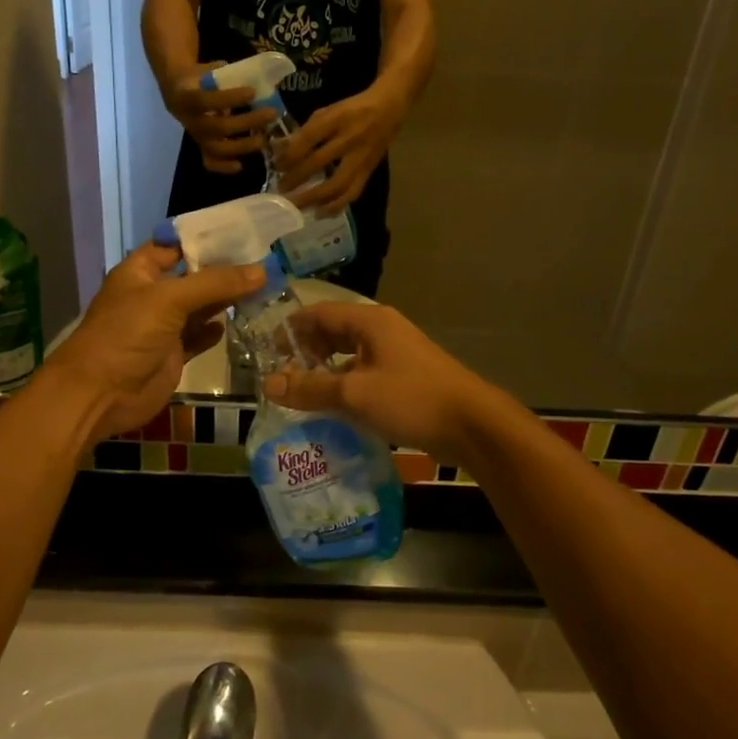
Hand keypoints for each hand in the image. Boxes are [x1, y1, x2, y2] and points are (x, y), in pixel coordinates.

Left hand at [49, 244, 263, 438]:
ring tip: (264, 288)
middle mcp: (152, 295)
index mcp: (141, 272)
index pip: (176, 245)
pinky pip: (199, 336)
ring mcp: (162, 326)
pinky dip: (215, 330)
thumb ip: (215, 284)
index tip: (244, 232)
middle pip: (194, 276)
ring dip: (226, 300)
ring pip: (200, 307)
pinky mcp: (172, 354)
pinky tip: (238, 321)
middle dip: (224, 270)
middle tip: (266, 261)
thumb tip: (262, 271)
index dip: (206, 239)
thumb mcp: (169, 300)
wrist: (99, 395)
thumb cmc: (126, 335)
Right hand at [163, 65, 275, 174]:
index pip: (207, 100)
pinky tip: (241, 165)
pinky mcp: (201, 147)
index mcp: (187, 98)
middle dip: (247, 122)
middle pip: (218, 127)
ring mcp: (196, 137)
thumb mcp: (208, 70)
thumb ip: (226, 74)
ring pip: (217, 148)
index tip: (253, 92)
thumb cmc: (199, 78)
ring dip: (242, 146)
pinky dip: (224, 167)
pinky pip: (209, 162)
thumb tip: (257, 75)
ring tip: (263, 140)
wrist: (178, 92)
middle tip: (271, 114)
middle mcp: (191, 121)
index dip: (230, 98)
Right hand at [261, 304, 498, 465]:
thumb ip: (310, 388)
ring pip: (349, 355)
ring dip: (324, 371)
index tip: (266, 350)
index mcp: (370, 322)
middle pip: (333, 332)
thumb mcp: (355, 394)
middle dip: (305, 351)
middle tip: (279, 375)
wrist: (472, 424)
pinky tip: (333, 407)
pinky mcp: (405, 377)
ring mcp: (396, 353)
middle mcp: (382, 330)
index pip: (319, 313)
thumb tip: (268, 385)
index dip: (290, 329)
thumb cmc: (411, 399)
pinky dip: (345, 385)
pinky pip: (365, 373)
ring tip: (299, 393)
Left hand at [274, 86, 404, 213]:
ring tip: (297, 207)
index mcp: (337, 119)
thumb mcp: (328, 111)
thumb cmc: (352, 109)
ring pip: (337, 183)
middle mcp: (349, 139)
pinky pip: (352, 192)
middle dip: (296, 178)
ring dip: (314, 198)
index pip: (310, 137)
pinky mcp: (369, 171)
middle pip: (319, 162)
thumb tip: (281, 150)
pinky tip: (320, 213)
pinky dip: (336, 206)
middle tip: (280, 190)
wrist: (389, 109)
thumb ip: (306, 130)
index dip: (291, 153)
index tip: (276, 165)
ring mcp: (361, 157)